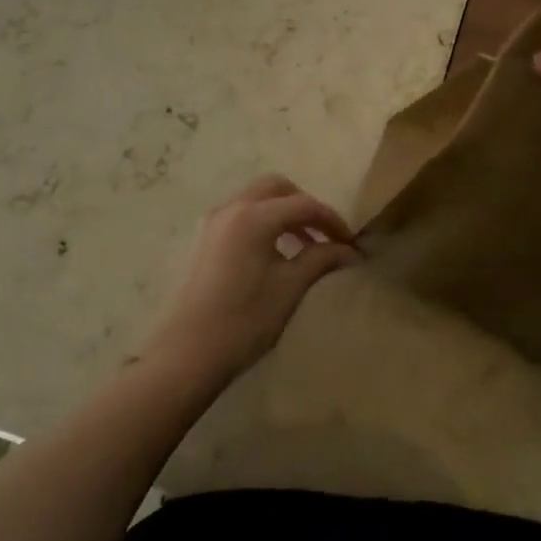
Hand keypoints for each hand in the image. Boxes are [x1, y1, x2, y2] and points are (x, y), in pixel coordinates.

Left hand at [144, 176, 361, 388]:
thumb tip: (350, 251)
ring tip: (306, 245)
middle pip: (277, 188)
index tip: (350, 243)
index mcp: (254, 216)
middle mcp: (232, 208)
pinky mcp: (205, 239)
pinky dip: (264, 221)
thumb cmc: (245, 319)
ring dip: (284, 212)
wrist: (190, 352)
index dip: (332, 220)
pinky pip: (241, 214)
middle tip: (324, 234)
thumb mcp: (290, 287)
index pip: (304, 204)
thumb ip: (321, 259)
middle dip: (305, 205)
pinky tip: (276, 252)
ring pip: (257, 198)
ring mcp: (214, 222)